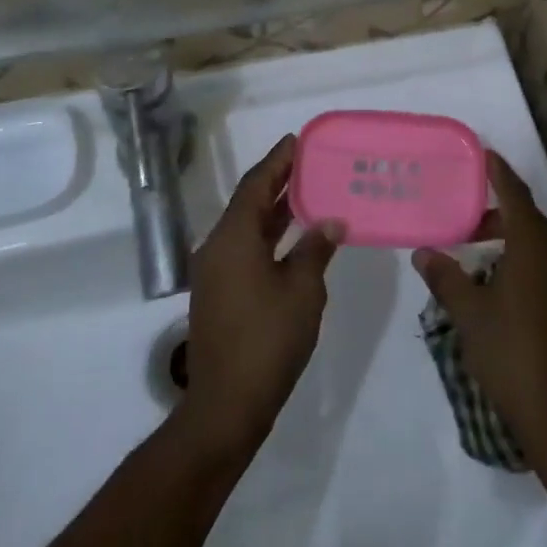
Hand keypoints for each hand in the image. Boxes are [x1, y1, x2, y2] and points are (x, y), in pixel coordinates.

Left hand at [182, 135, 343, 458]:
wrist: (227, 405)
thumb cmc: (268, 339)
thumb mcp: (302, 290)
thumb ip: (315, 249)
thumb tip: (330, 221)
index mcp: (233, 238)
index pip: (256, 185)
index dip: (277, 161)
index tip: (297, 140)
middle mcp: (218, 247)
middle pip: (249, 202)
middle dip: (278, 181)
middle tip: (309, 162)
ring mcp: (216, 273)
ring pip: (247, 227)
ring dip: (275, 210)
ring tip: (309, 192)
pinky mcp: (220, 294)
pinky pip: (245, 249)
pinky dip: (269, 236)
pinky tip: (296, 239)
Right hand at [413, 152, 546, 468]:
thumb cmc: (511, 355)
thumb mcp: (469, 315)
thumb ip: (446, 278)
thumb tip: (424, 252)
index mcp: (534, 248)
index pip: (515, 195)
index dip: (499, 173)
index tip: (484, 155)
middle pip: (530, 220)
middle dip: (500, 213)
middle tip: (467, 218)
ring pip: (542, 247)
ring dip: (514, 241)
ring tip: (482, 253)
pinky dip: (528, 264)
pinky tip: (508, 288)